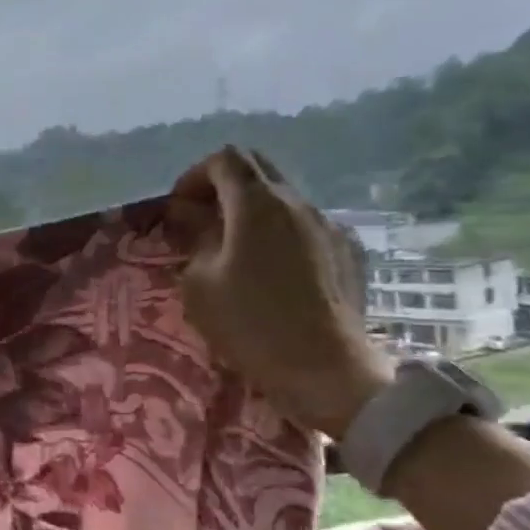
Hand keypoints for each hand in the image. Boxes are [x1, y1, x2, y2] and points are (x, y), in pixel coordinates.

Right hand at [170, 146, 391, 438]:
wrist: (327, 370)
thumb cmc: (251, 324)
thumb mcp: (200, 283)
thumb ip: (195, 238)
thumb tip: (193, 217)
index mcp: (257, 204)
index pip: (224, 160)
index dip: (195, 176)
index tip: (180, 207)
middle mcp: (297, 203)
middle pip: (258, 168)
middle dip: (224, 185)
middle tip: (203, 219)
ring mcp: (329, 226)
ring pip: (283, 198)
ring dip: (252, 212)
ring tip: (235, 250)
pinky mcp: (349, 252)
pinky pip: (306, 226)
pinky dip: (280, 234)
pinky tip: (273, 272)